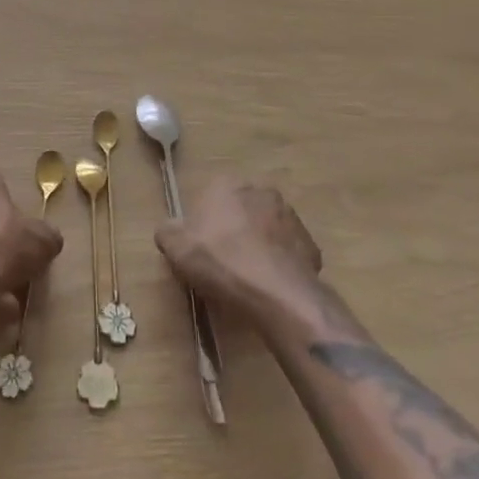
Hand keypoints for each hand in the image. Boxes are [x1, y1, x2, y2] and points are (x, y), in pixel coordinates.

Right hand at [155, 176, 322, 314]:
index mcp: (227, 184)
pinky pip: (287, 252)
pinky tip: (271, 286)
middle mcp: (260, 190)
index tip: (200, 248)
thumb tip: (169, 228)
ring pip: (267, 229)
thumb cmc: (221, 262)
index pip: (209, 197)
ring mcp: (290, 216)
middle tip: (223, 262)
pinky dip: (279, 264)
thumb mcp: (176, 247)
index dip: (203, 224)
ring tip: (248, 278)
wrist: (277, 294)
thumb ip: (167, 231)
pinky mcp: (310, 244)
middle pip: (240, 210)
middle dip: (233, 230)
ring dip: (259, 245)